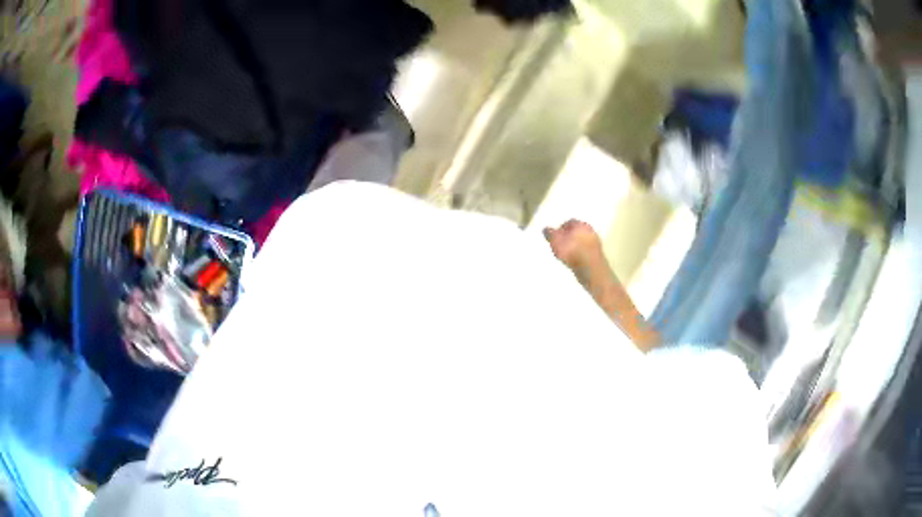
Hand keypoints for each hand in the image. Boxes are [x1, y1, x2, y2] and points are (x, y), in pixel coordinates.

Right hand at [543, 219, 604, 273]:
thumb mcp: (555, 241)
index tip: (556, 237)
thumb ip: (550, 234)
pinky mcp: (598, 254)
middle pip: (577, 231)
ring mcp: (596, 243)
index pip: (569, 222)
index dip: (561, 228)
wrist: (590, 267)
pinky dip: (581, 254)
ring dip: (576, 245)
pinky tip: (575, 260)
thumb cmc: (571, 251)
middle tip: (561, 244)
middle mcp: (590, 230)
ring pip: (583, 241)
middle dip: (570, 237)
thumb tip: (546, 229)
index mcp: (580, 224)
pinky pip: (587, 251)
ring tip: (568, 254)